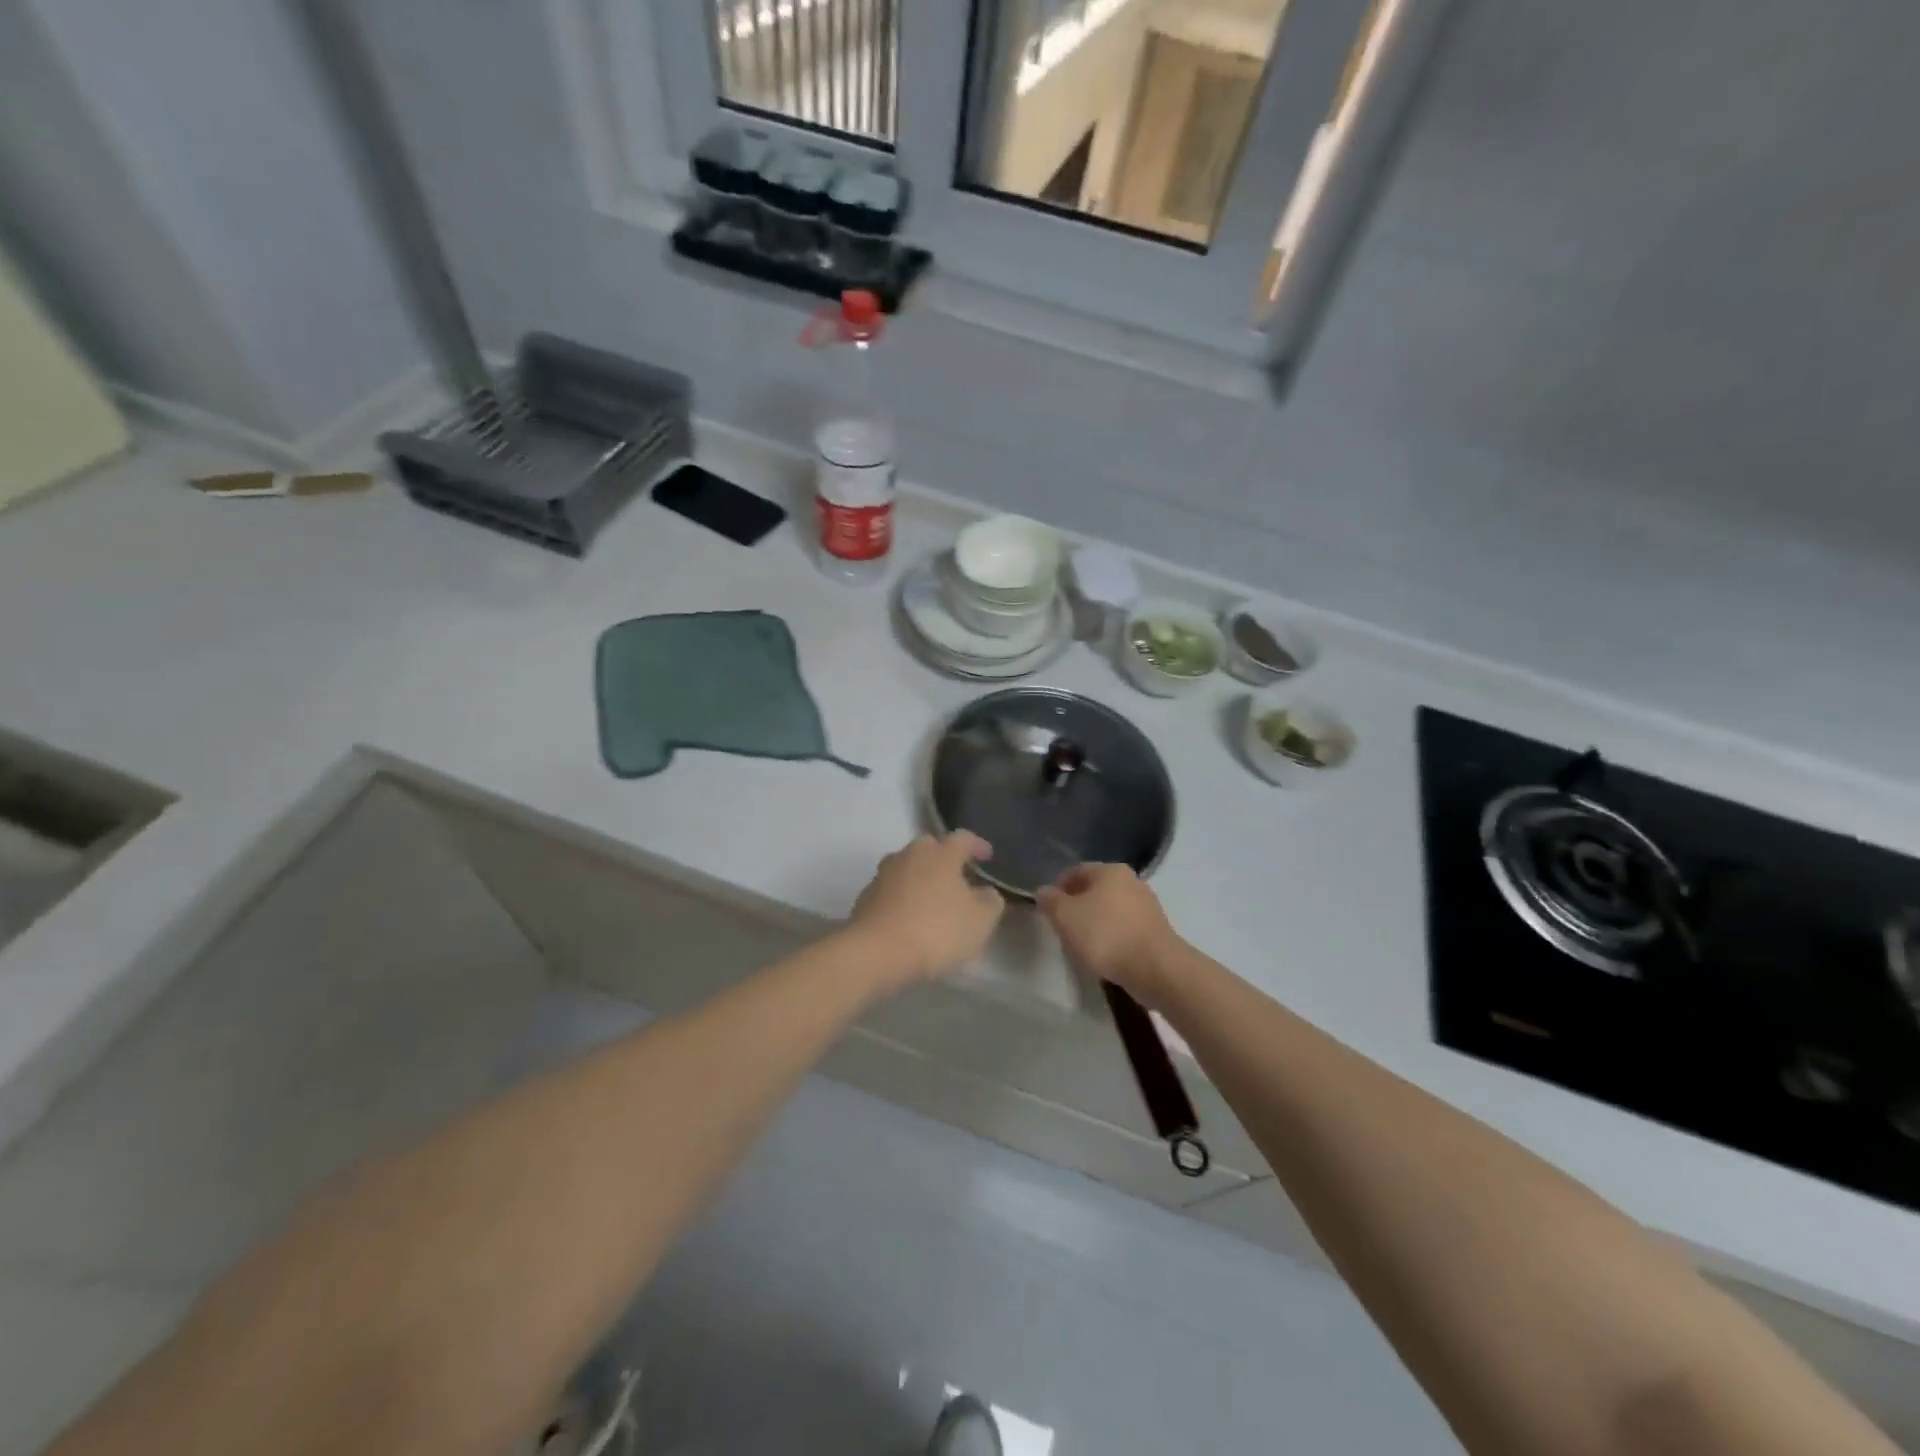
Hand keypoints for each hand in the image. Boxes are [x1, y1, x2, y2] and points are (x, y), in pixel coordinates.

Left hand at [847, 832, 1003, 987]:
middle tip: (956, 876)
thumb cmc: (936, 931)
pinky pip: (890, 890)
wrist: (876, 953)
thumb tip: (985, 892)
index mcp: (940, 854)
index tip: (987, 856)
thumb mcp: (980, 921)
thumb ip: (989, 901)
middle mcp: (910, 856)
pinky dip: (902, 898)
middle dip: (943, 857)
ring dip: (920, 878)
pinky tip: (909, 918)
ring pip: (906, 867)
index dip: (977, 845)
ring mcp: (883, 875)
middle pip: (929, 847)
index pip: (962, 838)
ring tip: (932, 899)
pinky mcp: (865, 897)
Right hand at [1037, 864, 1182, 1003]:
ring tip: (1083, 944)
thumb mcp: (1065, 916)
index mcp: (1110, 871)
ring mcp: (1147, 905)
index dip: (1058, 888)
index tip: (1048, 910)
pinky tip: (1105, 954)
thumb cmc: (1105, 935)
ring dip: (1095, 922)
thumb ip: (1050, 901)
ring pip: (1111, 909)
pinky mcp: (1156, 930)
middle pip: (1095, 889)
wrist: (1156, 968)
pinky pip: (1125, 927)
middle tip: (1063, 927)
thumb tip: (1044, 891)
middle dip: (1077, 906)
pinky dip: (1112, 936)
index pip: (1076, 871)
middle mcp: (1132, 881)